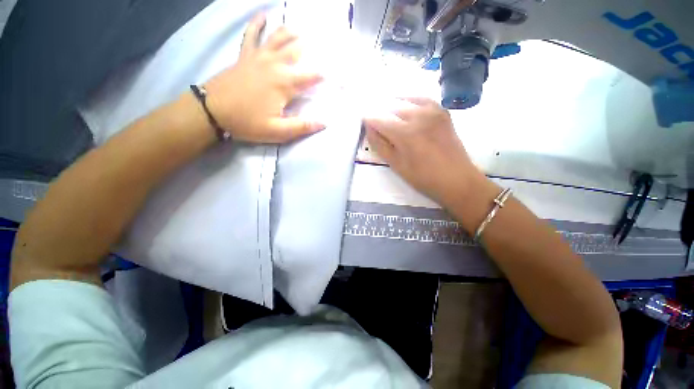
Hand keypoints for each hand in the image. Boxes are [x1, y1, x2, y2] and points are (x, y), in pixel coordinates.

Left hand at [204, 13, 324, 142]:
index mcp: (285, 83)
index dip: (329, 75)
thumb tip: (324, 123)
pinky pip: (252, 34)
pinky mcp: (245, 56)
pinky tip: (264, 16)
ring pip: (279, 38)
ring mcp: (258, 57)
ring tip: (302, 32)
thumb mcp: (277, 131)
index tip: (341, 77)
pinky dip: (258, 24)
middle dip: (313, 49)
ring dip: (292, 34)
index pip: (313, 76)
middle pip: (298, 50)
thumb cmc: (247, 122)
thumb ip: (302, 126)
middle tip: (326, 47)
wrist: (211, 111)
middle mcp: (275, 64)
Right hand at [363, 98, 483, 206]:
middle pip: (391, 107)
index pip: (379, 119)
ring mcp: (432, 111)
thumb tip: (369, 129)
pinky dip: (411, 101)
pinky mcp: (442, 112)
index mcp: (404, 133)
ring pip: (405, 101)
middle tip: (375, 120)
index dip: (368, 119)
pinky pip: (422, 99)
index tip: (363, 121)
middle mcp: (418, 116)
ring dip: (393, 105)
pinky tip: (406, 106)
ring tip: (387, 113)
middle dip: (380, 112)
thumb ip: (380, 145)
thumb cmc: (423, 177)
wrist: (456, 179)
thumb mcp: (396, 165)